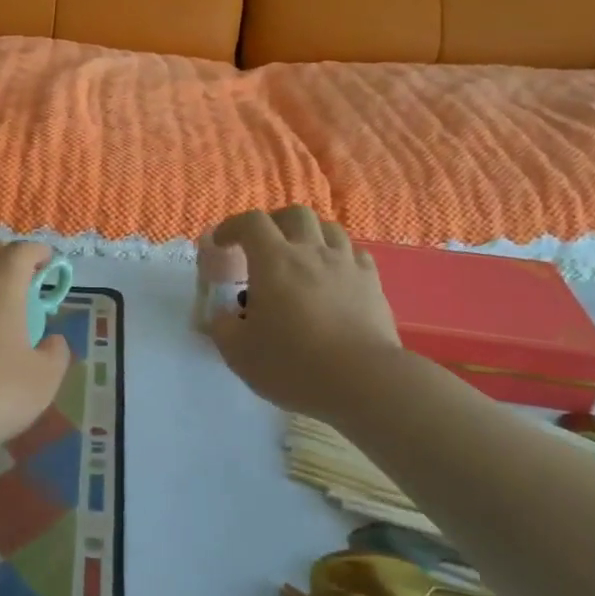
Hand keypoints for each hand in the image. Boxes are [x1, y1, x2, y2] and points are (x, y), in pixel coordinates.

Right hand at [206, 206, 404, 419]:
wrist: (363, 381)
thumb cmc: (293, 364)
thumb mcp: (239, 353)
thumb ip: (223, 328)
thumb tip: (222, 315)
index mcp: (273, 261)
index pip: (251, 223)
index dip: (232, 226)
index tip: (222, 243)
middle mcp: (311, 252)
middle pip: (295, 214)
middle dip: (275, 222)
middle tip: (263, 245)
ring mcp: (347, 265)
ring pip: (329, 229)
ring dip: (309, 235)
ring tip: (300, 258)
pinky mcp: (373, 283)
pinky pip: (354, 254)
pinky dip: (339, 257)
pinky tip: (334, 276)